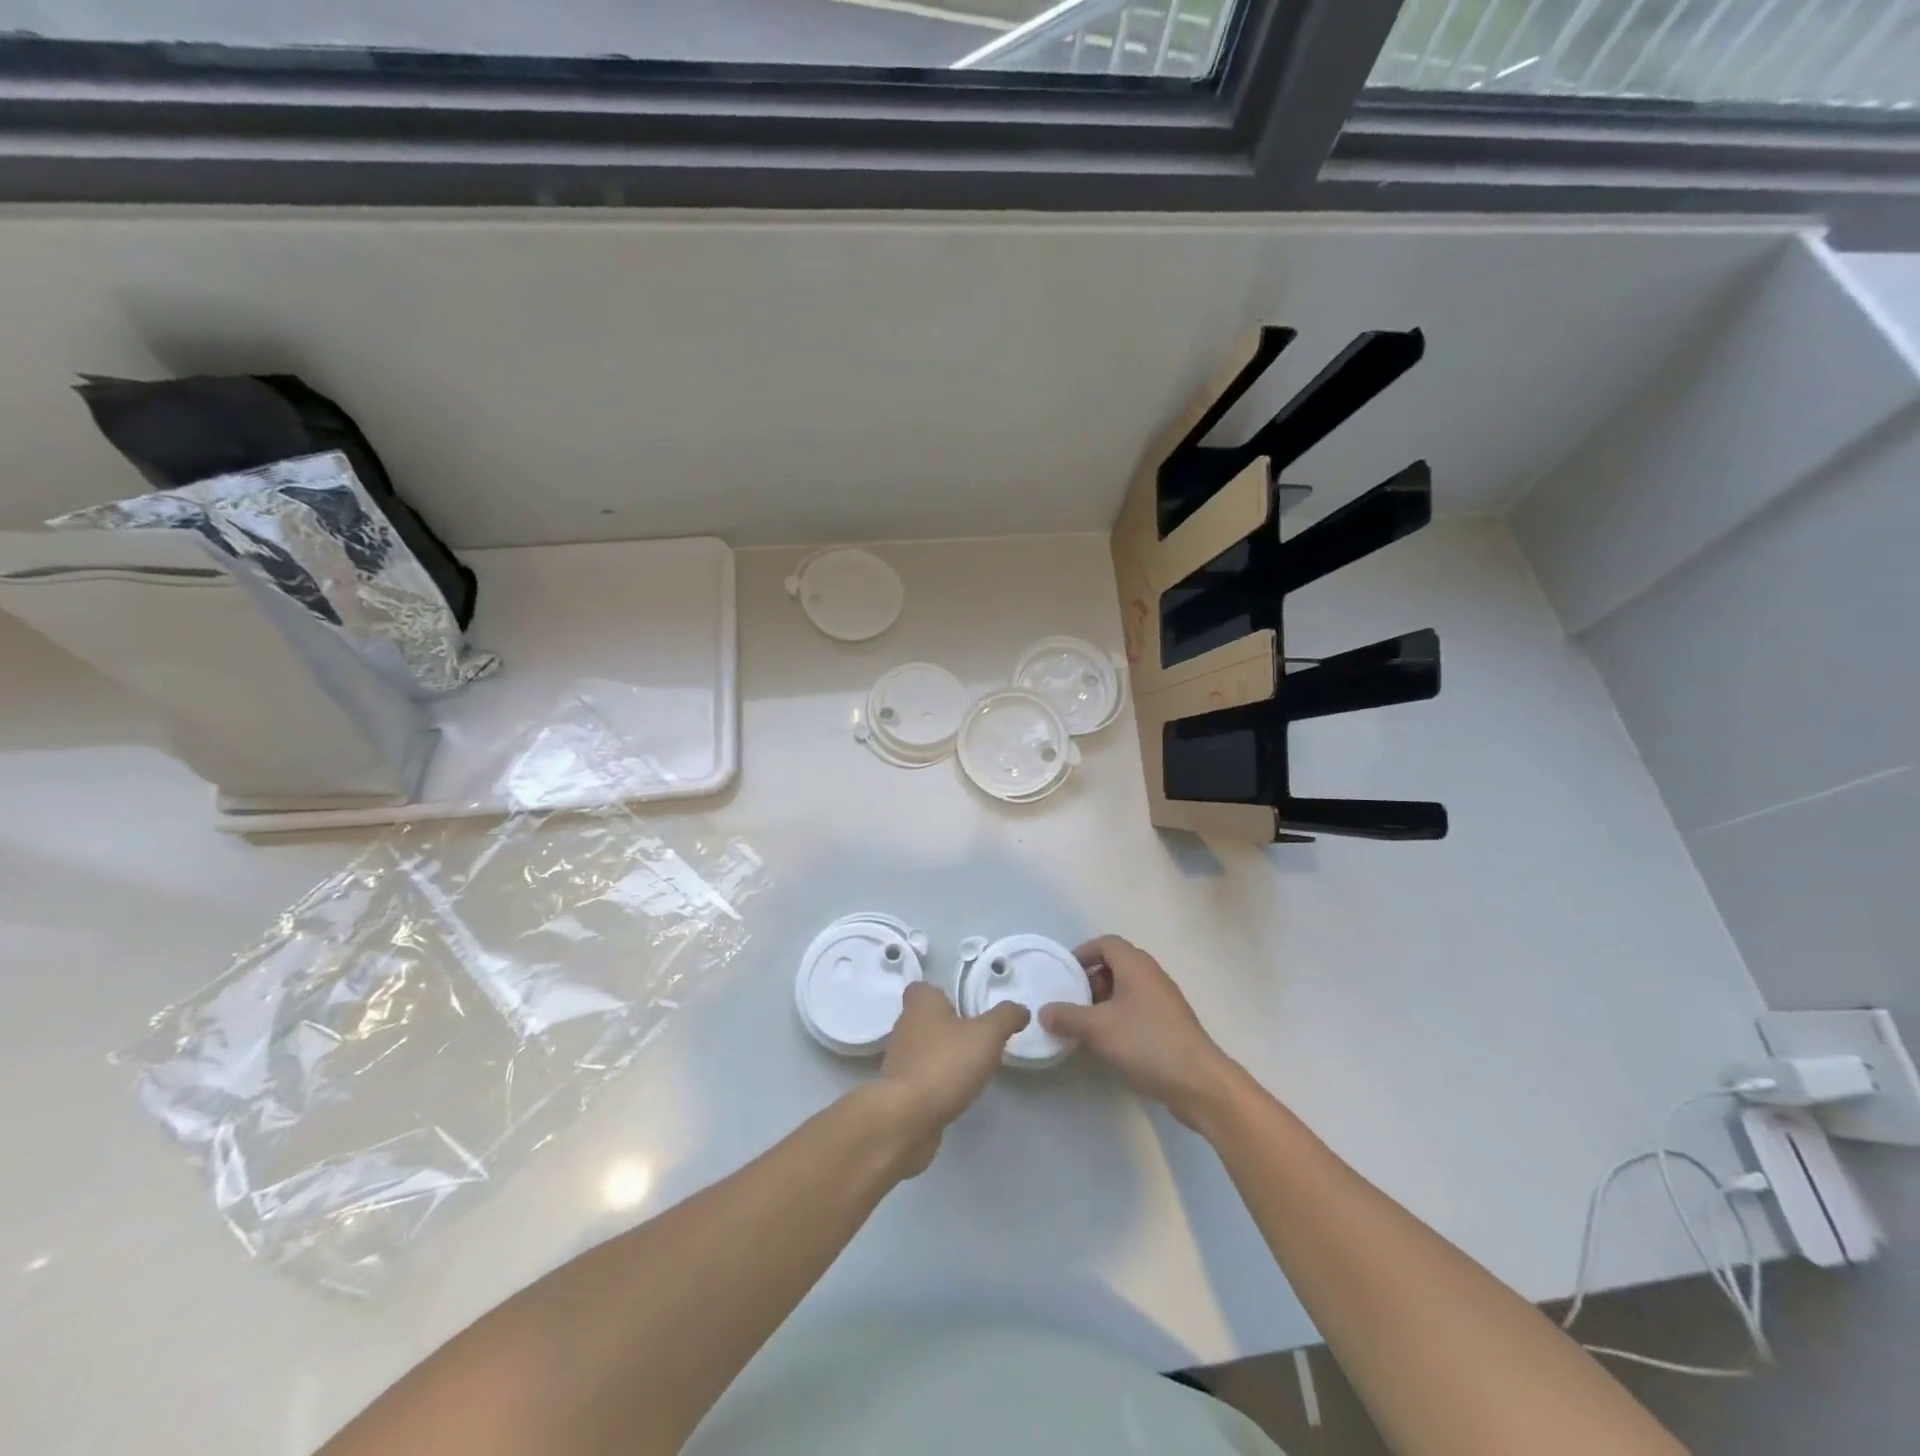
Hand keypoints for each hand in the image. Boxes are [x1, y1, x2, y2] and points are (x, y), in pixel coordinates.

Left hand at [868, 982, 1027, 1177]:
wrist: (907, 1118)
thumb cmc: (945, 1064)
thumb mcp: (987, 1035)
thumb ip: (1006, 1018)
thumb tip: (1020, 1010)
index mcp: (920, 1003)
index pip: (925, 988)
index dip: (943, 994)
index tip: (966, 1006)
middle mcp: (905, 1025)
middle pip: (927, 1018)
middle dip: (949, 1026)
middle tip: (978, 1037)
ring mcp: (899, 1059)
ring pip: (925, 1048)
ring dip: (944, 1055)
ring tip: (972, 1067)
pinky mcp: (900, 1089)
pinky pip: (923, 1076)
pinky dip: (938, 1080)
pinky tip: (957, 1091)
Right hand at [1039, 936, 1236, 1129]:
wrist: (1199, 1082)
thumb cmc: (1147, 1043)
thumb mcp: (1098, 1029)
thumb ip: (1067, 1017)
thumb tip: (1043, 1012)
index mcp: (1136, 966)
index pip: (1106, 943)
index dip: (1083, 953)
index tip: (1064, 973)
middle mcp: (1151, 976)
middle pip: (1116, 964)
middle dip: (1090, 979)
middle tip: (1071, 1001)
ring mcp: (1163, 1001)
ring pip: (1127, 989)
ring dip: (1104, 1001)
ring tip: (1085, 1024)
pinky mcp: (1169, 1024)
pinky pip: (1137, 1008)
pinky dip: (1119, 1017)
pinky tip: (1108, 1042)